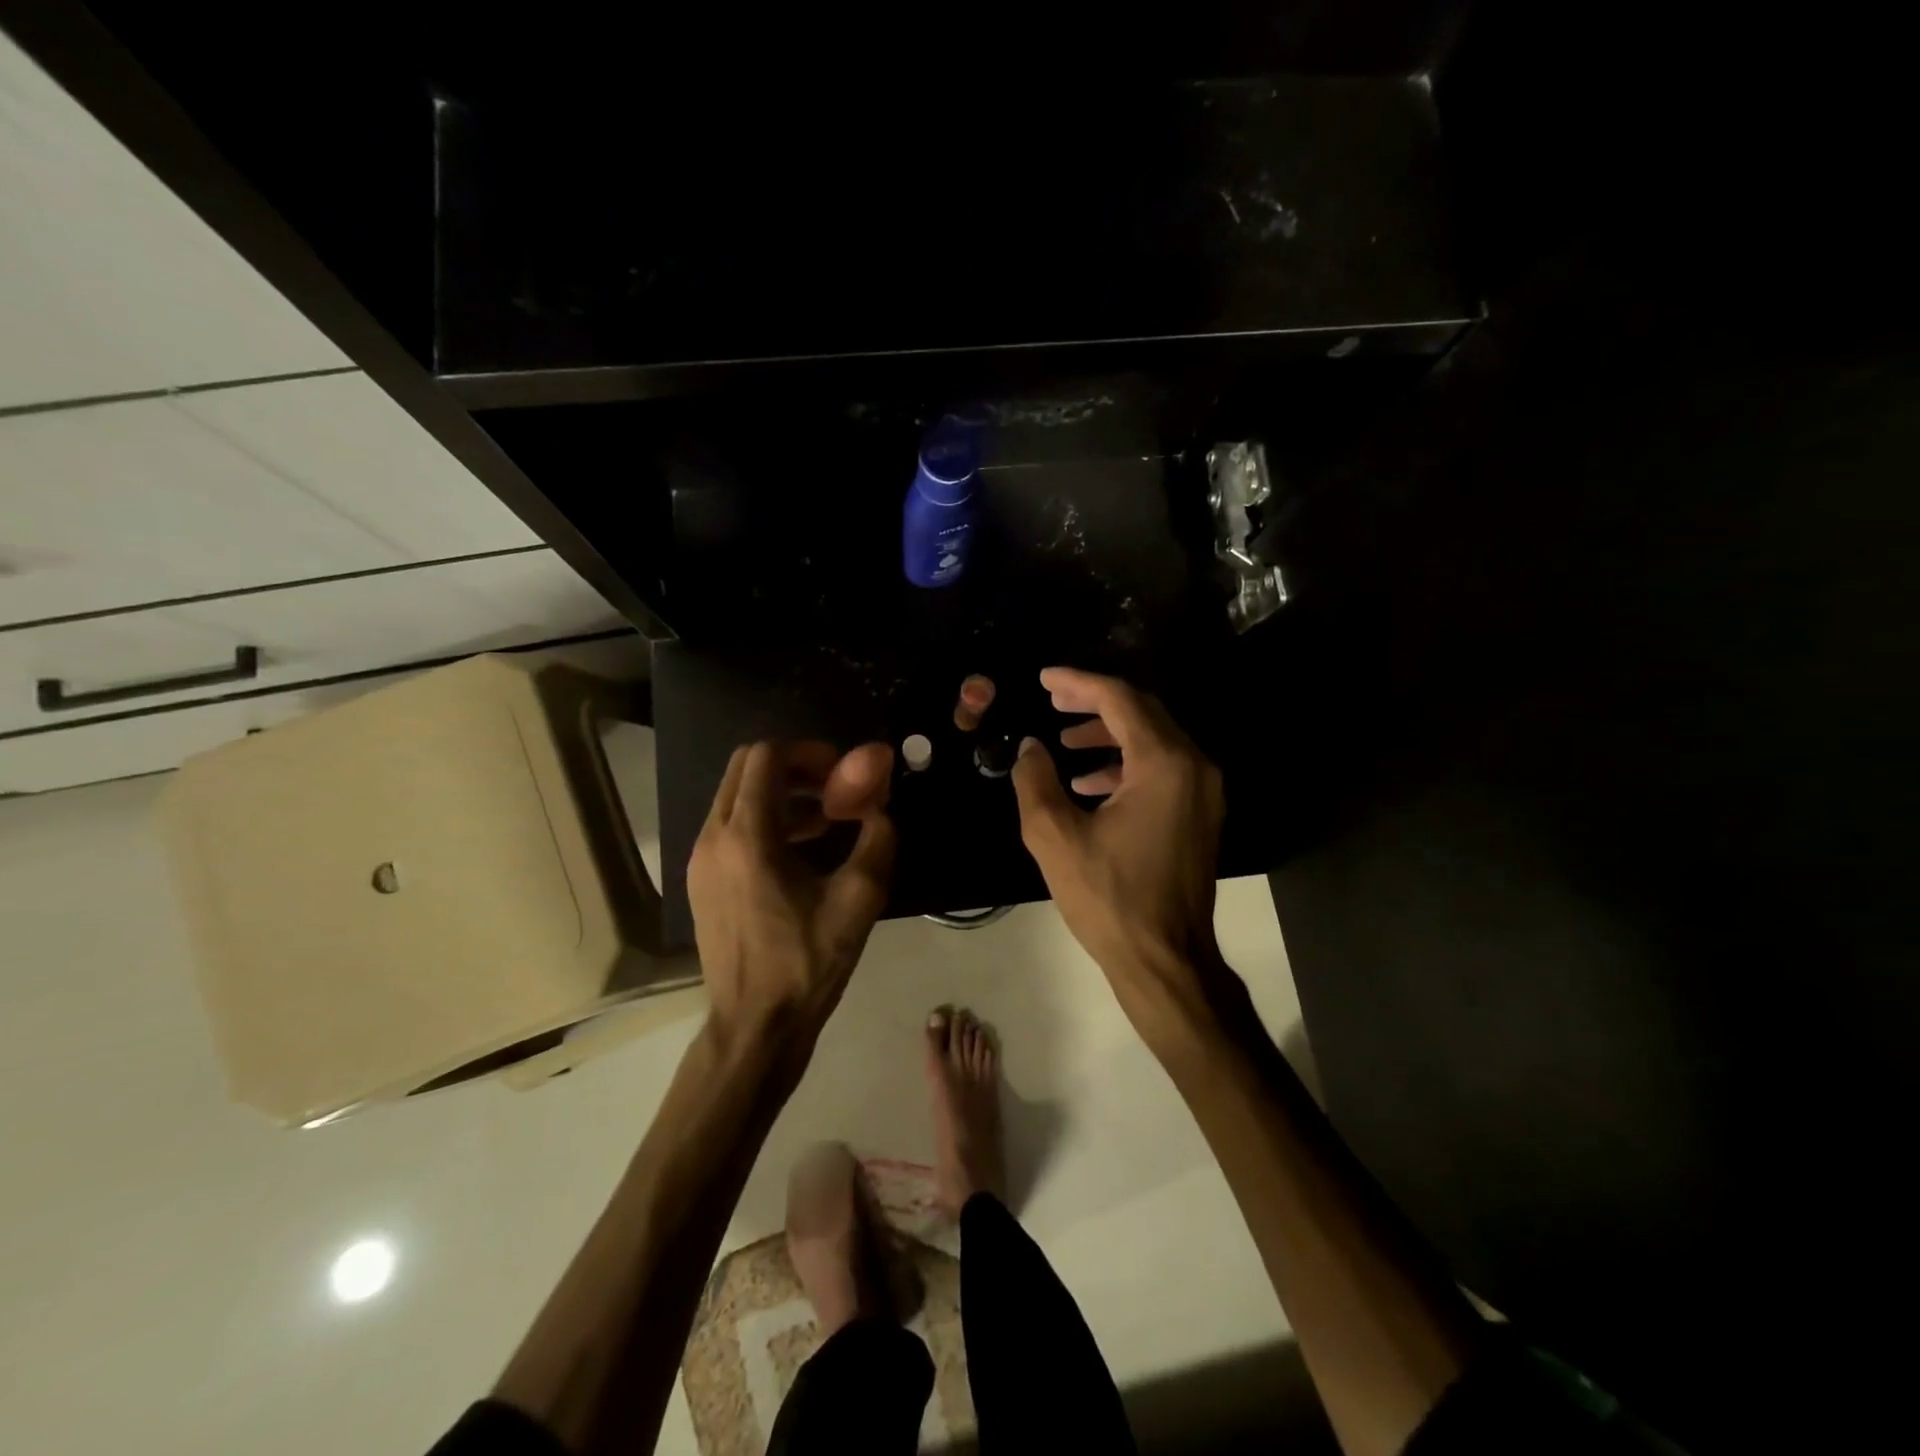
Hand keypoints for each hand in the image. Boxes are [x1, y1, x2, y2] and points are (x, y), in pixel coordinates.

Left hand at [689, 741, 896, 1054]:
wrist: (754, 1027)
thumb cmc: (806, 964)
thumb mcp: (858, 900)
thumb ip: (877, 838)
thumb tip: (883, 802)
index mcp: (747, 837)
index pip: (766, 756)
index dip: (808, 752)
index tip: (841, 773)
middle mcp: (712, 837)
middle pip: (745, 767)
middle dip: (793, 766)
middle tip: (834, 789)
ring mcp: (699, 860)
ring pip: (734, 795)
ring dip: (780, 793)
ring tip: (825, 821)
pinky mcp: (700, 880)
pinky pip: (729, 825)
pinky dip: (763, 818)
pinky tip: (799, 850)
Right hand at [1012, 668, 1228, 1041]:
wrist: (1165, 960)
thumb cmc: (1109, 899)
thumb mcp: (1055, 837)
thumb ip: (1035, 781)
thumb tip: (1031, 747)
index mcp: (1163, 764)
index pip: (1119, 699)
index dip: (1078, 682)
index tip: (1044, 678)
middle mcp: (1194, 766)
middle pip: (1143, 711)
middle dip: (1094, 701)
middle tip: (1053, 699)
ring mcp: (1204, 792)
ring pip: (1154, 739)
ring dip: (1109, 733)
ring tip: (1064, 741)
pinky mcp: (1200, 814)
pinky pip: (1163, 768)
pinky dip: (1126, 764)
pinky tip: (1089, 782)